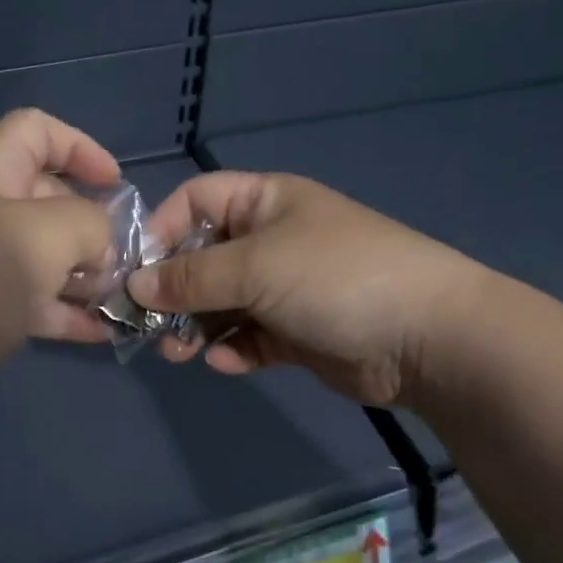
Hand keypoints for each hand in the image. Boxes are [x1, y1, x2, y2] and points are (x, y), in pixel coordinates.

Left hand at [0, 110, 118, 420]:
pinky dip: (69, 312)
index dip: (81, 147)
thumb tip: (102, 245)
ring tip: (123, 296)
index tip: (116, 185)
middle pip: (50, 197)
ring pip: (48, 255)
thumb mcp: (45, 235)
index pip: (37, 131)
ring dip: (88, 273)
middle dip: (95, 223)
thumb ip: (89, 224)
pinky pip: (37, 301)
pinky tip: (104, 331)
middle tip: (126, 256)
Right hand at [128, 172, 484, 407]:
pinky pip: (250, 336)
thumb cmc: (335, 277)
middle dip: (174, 291)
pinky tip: (227, 362)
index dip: (161, 230)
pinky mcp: (298, 332)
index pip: (195, 200)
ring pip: (222, 302)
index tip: (135, 271)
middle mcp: (272, 239)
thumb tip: (135, 286)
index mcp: (265, 202)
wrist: (427, 337)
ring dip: (196, 326)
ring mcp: (286, 287)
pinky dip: (234, 348)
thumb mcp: (256, 266)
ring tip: (179, 352)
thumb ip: (191, 277)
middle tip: (150, 325)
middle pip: (203, 257)